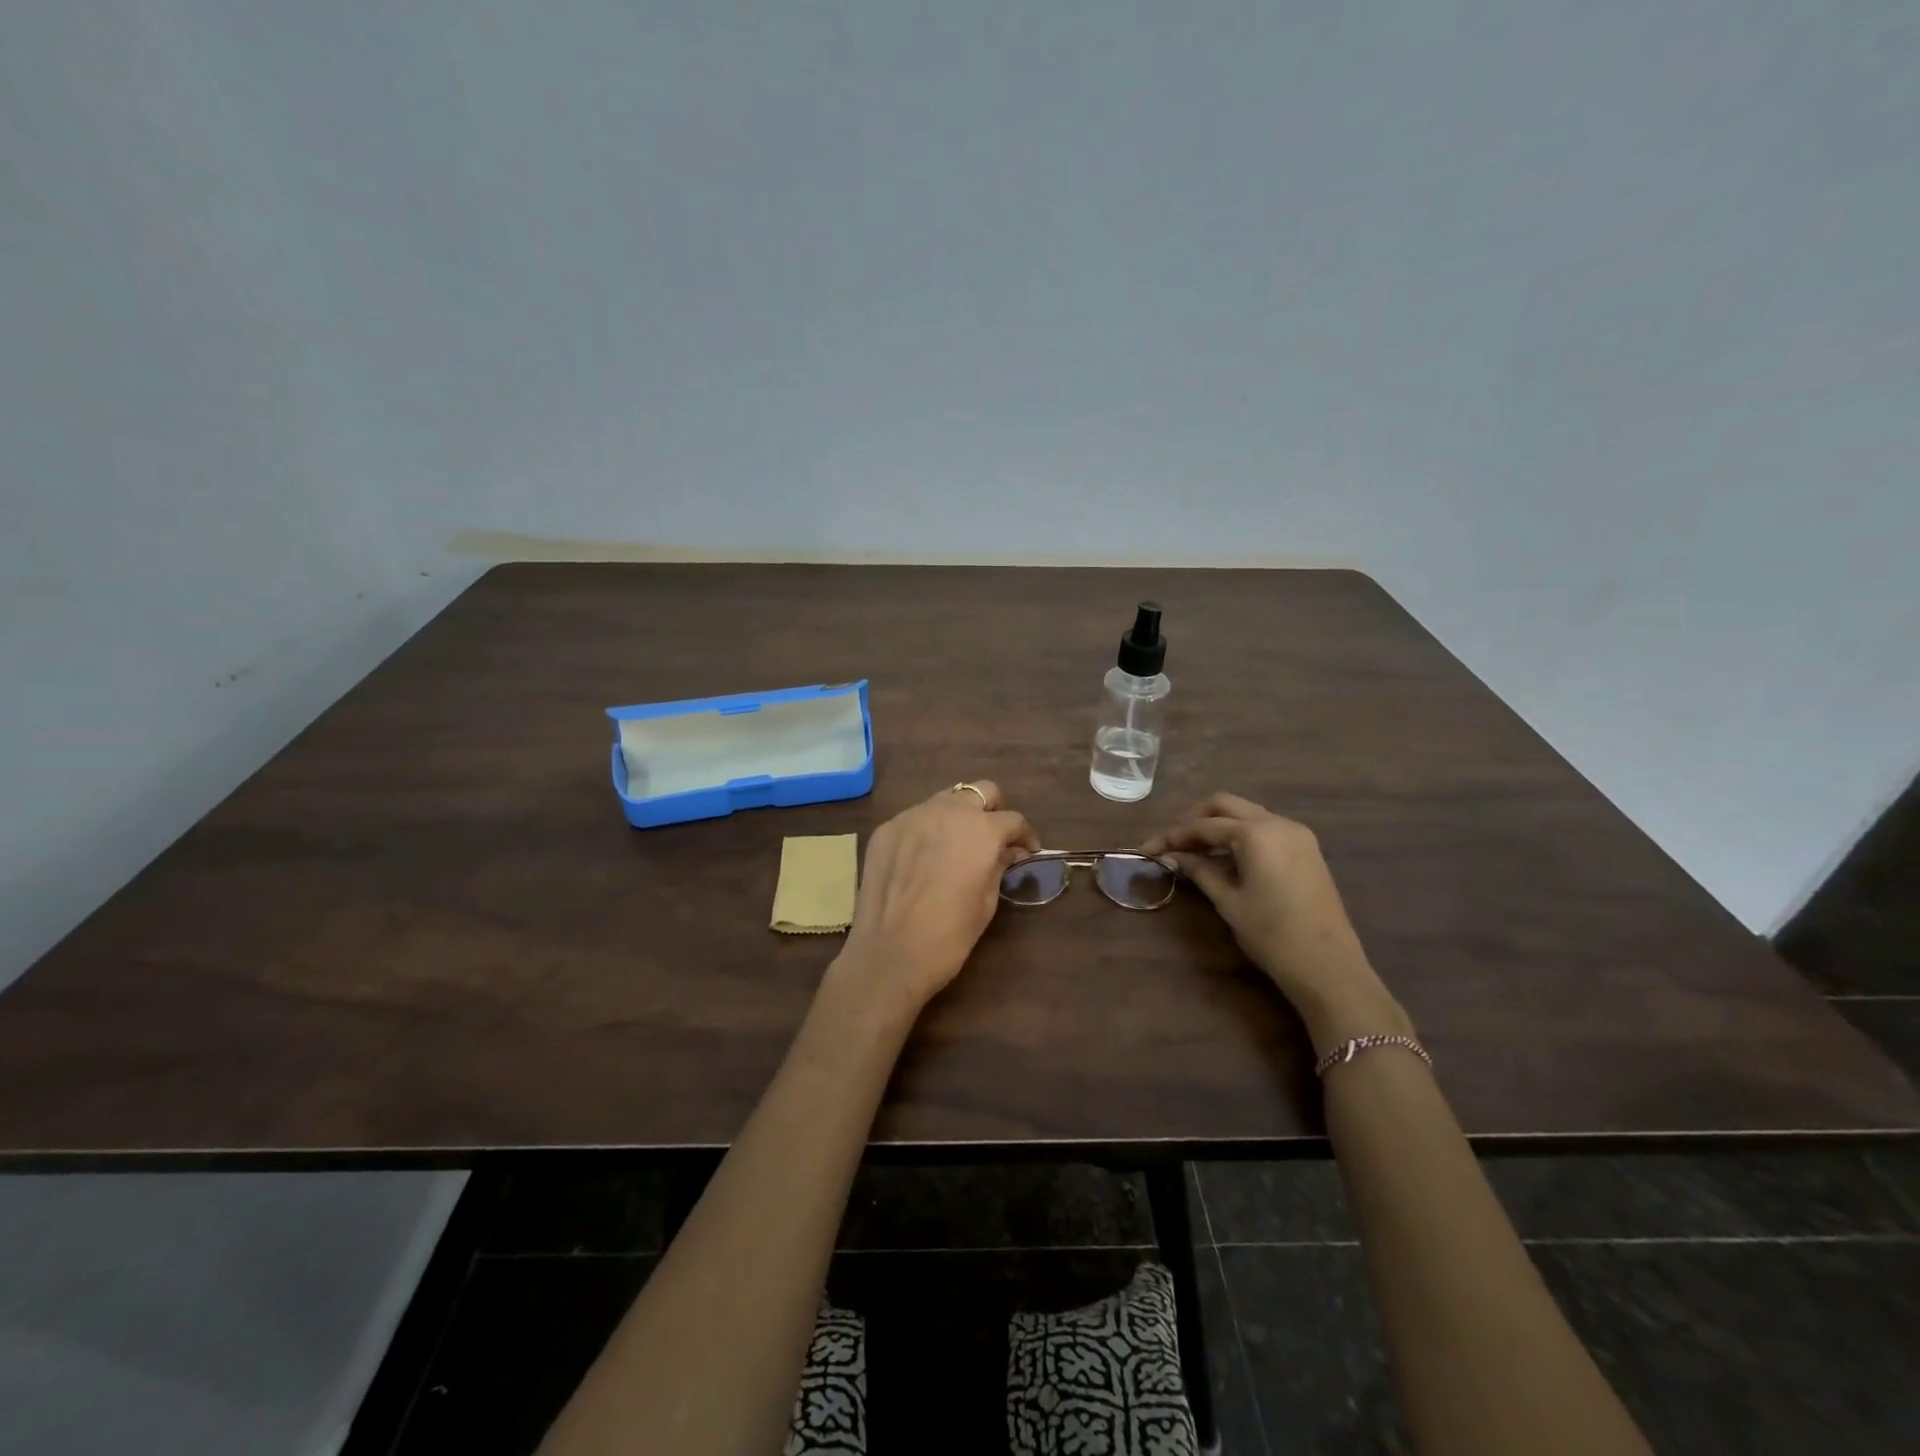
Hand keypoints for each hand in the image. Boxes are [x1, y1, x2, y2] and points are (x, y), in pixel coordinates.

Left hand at [828, 781, 1039, 1022]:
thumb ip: (999, 866)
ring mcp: (912, 816)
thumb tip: (1010, 851)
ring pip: (945, 799)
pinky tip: (925, 857)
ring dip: (959, 815)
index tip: (1027, 851)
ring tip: (957, 844)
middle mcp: (947, 811)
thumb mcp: (987, 902)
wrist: (889, 955)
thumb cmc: (949, 936)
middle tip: (994, 838)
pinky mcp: (886, 829)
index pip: (1013, 819)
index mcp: (981, 830)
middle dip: (993, 811)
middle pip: (980, 792)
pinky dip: (928, 829)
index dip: (1025, 835)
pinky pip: (915, 818)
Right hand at [1145, 793, 1409, 1052]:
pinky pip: (1265, 829)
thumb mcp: (1229, 902)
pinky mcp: (1306, 850)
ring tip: (1193, 850)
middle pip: (1226, 805)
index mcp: (1256, 833)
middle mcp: (1278, 823)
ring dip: (1218, 825)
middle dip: (1194, 819)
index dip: (1173, 835)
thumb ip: (1199, 871)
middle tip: (1171, 841)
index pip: (1204, 825)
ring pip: (1247, 814)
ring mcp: (1297, 834)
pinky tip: (1225, 857)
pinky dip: (1240, 835)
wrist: (1329, 967)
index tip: (1147, 848)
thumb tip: (1173, 857)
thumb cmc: (1272, 934)